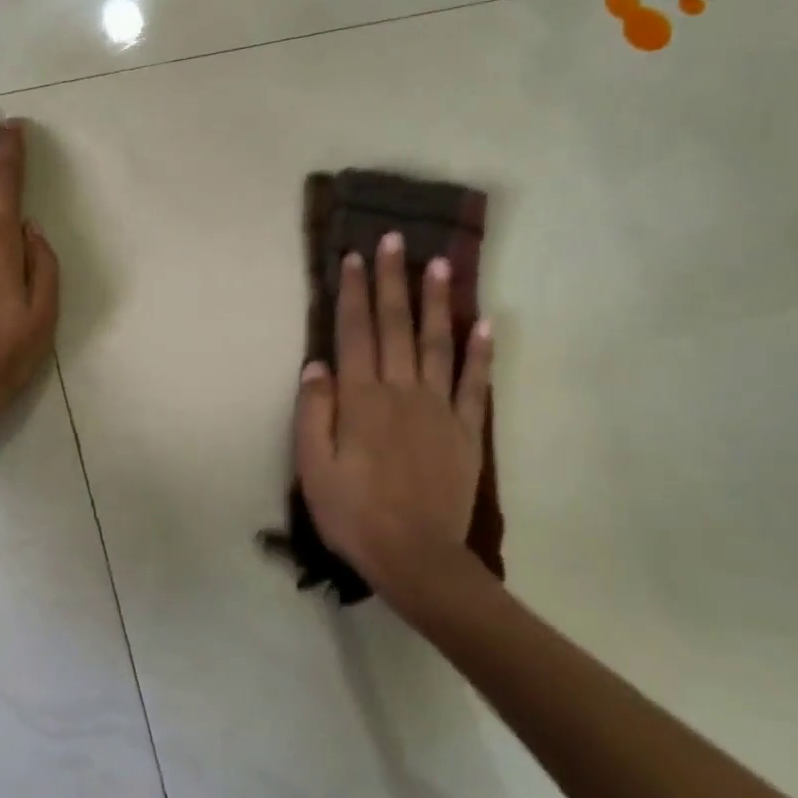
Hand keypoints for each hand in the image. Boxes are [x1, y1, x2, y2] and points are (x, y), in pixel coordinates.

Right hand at [295, 231, 494, 619]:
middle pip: (395, 326)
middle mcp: (401, 391)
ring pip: (437, 343)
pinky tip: (484, 323)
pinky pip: (476, 384)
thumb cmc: (353, 513)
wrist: (416, 557)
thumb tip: (317, 363)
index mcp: (361, 399)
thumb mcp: (312, 467)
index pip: (354, 332)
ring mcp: (439, 408)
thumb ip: (313, 412)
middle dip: (393, 280)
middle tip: (395, 240)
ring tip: (440, 265)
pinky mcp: (467, 431)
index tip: (355, 257)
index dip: (353, 292)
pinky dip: (481, 352)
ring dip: (436, 302)